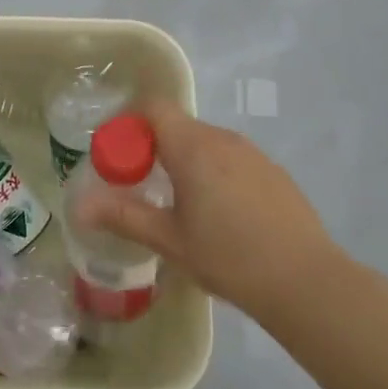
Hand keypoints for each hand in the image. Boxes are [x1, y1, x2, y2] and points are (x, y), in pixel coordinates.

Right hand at [72, 101, 349, 326]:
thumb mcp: (169, 240)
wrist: (307, 282)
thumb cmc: (229, 257)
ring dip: (183, 161)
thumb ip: (123, 216)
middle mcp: (222, 138)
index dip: (128, 122)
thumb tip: (79, 205)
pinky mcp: (273, 172)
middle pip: (177, 125)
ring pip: (205, 143)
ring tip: (178, 205)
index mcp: (192, 146)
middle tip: (140, 187)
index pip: (153, 106)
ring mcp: (253, 153)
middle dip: (152, 148)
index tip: (117, 156)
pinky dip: (213, 173)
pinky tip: (220, 216)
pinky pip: (231, 159)